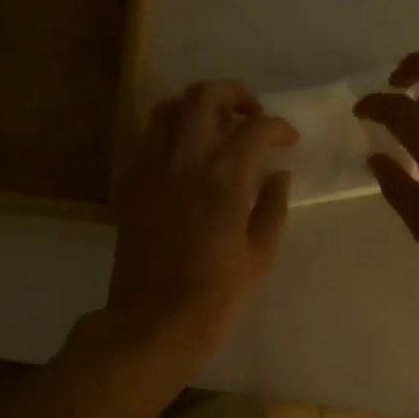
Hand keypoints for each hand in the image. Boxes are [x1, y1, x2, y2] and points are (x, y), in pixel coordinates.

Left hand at [105, 80, 296, 376]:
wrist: (153, 322)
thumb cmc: (217, 296)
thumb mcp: (260, 255)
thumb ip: (272, 206)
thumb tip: (278, 174)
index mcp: (225, 178)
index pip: (257, 127)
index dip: (279, 127)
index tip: (289, 141)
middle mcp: (185, 159)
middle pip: (205, 96)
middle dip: (235, 95)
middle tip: (251, 116)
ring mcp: (151, 168)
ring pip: (169, 109)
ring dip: (197, 108)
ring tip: (215, 129)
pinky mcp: (129, 184)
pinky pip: (148, 139)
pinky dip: (170, 134)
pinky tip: (185, 159)